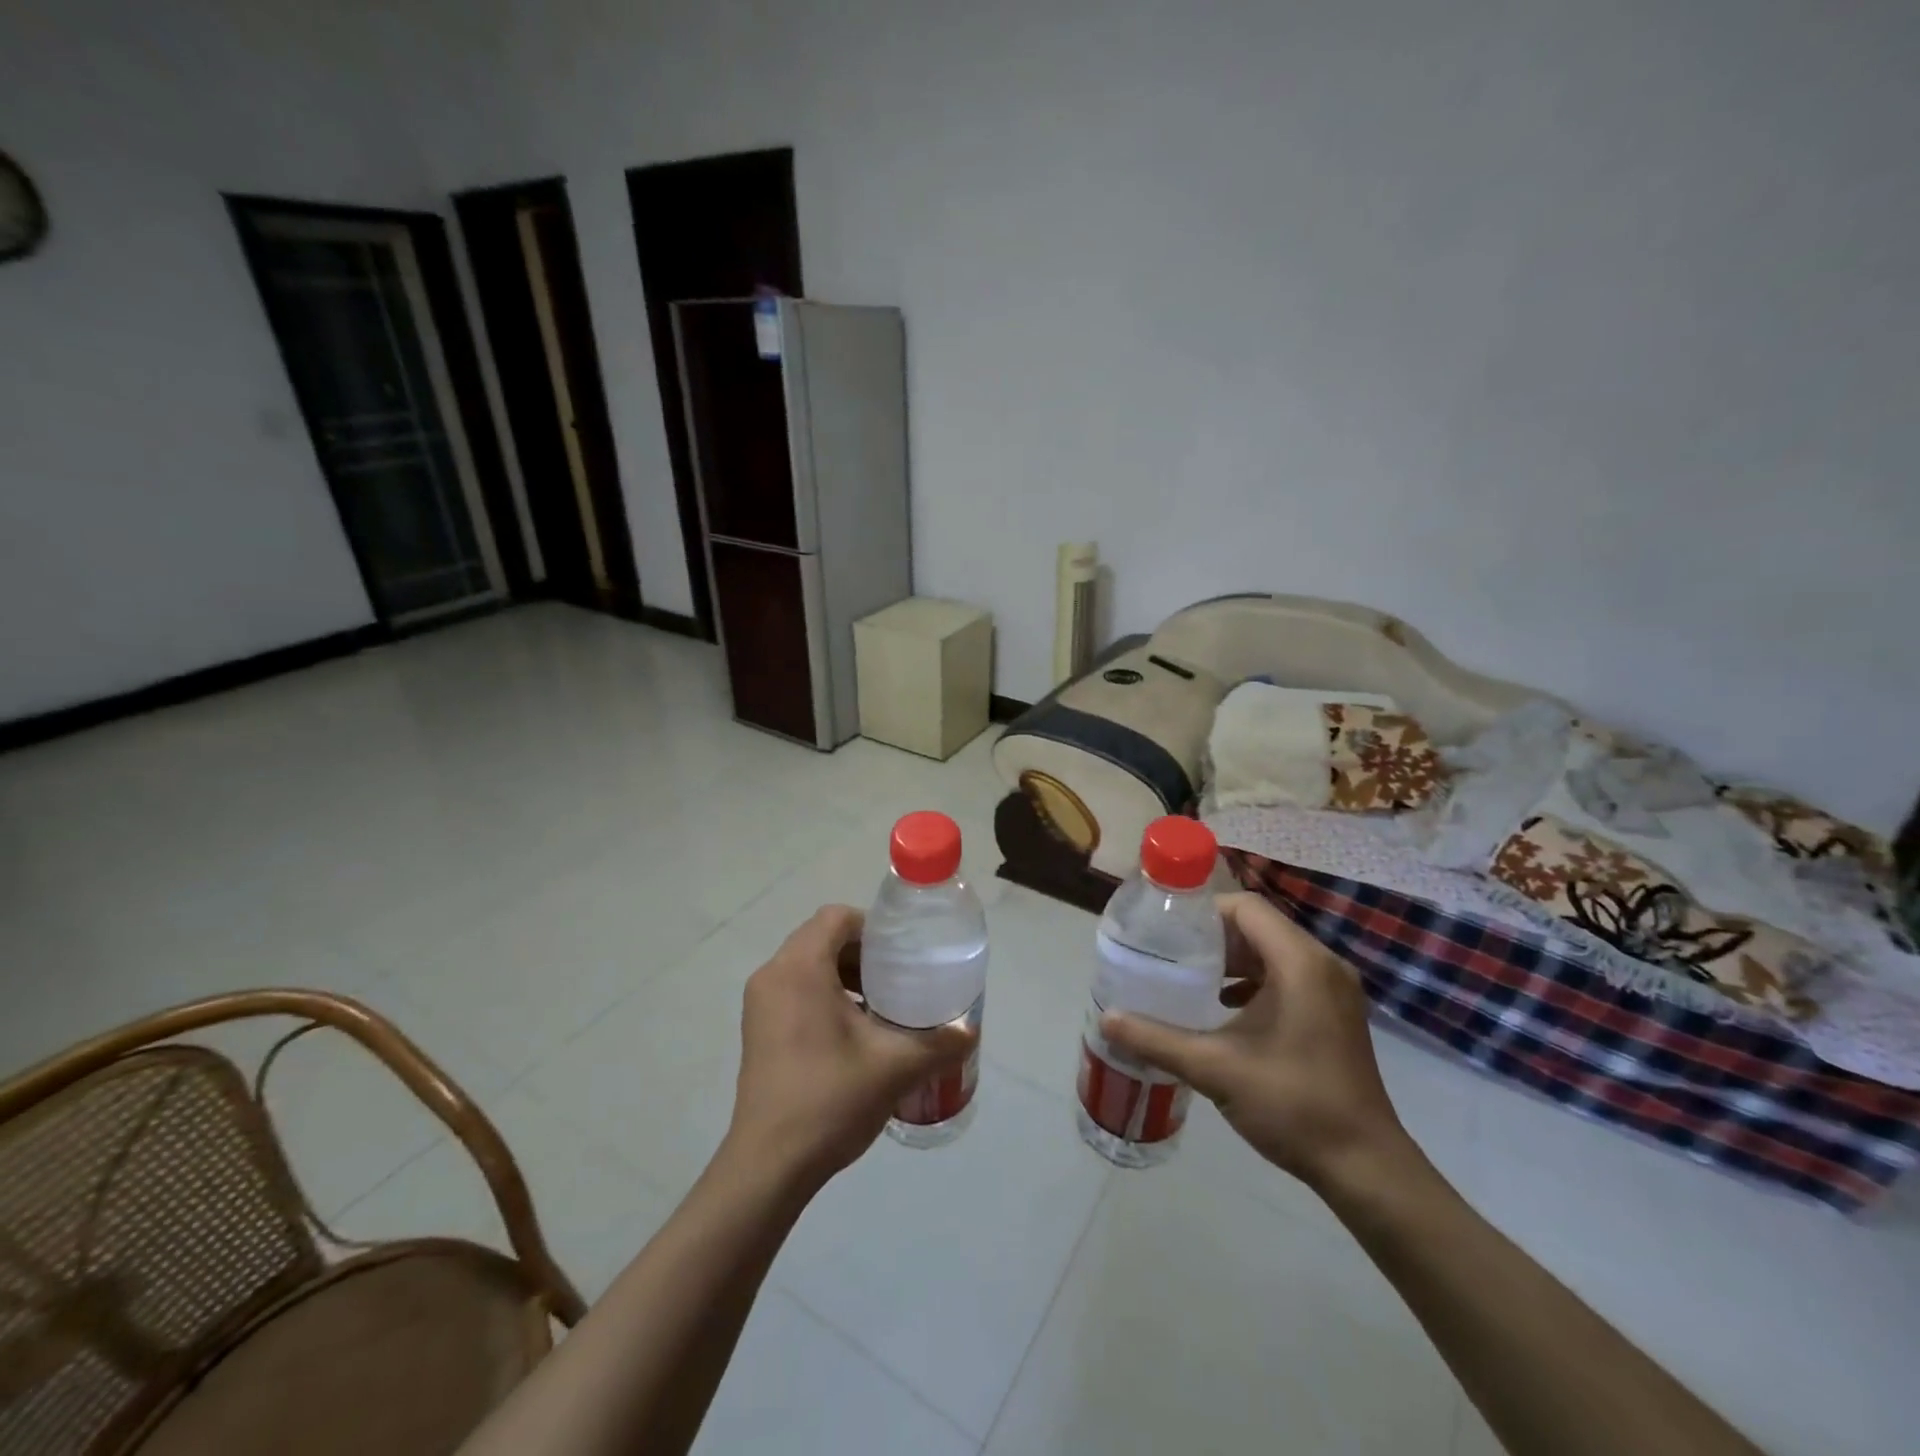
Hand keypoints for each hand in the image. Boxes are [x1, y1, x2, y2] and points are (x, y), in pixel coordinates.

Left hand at [726, 906, 975, 1191]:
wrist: (769, 1166)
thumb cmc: (830, 1099)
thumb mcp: (896, 1067)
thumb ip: (940, 1042)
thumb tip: (971, 1029)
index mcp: (800, 968)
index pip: (836, 917)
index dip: (873, 926)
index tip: (902, 952)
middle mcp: (773, 975)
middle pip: (821, 938)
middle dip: (862, 951)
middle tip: (899, 977)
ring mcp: (760, 1004)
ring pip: (807, 964)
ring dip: (844, 974)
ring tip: (881, 1004)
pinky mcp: (757, 1029)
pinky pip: (794, 989)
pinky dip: (824, 994)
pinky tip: (854, 1031)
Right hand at [1101, 891, 1409, 1189]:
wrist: (1365, 1166)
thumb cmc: (1293, 1105)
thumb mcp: (1215, 1069)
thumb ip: (1157, 1039)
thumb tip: (1107, 1018)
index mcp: (1300, 962)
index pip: (1245, 907)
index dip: (1203, 911)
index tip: (1166, 929)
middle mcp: (1322, 964)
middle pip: (1259, 925)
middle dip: (1213, 936)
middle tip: (1170, 953)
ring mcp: (1334, 989)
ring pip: (1274, 950)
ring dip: (1233, 958)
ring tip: (1191, 977)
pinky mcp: (1336, 1012)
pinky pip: (1289, 974)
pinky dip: (1255, 979)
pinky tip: (1226, 1007)